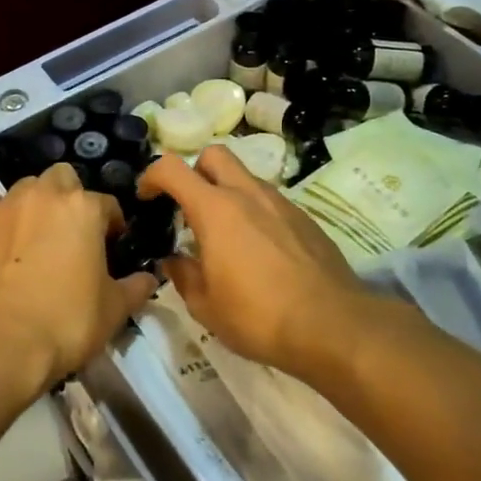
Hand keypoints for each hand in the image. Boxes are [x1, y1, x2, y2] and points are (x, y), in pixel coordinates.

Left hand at [0, 163, 158, 398]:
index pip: (107, 204)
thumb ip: (135, 287)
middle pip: (61, 178)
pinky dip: (7, 233)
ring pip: (25, 193)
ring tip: (39, 243)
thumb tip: (149, 279)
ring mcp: (3, 210)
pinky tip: (10, 264)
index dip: (112, 224)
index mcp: (82, 207)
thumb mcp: (114, 309)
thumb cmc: (68, 321)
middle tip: (73, 231)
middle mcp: (41, 197)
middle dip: (69, 197)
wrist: (2, 343)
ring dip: (36, 208)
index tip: (112, 245)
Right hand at [139, 145, 369, 374]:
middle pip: (214, 154)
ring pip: (245, 177)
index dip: (152, 176)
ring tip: (225, 235)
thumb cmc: (258, 316)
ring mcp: (281, 203)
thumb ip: (183, 275)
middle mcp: (247, 194)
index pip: (172, 168)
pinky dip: (255, 212)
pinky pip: (270, 201)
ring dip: (227, 192)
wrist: (333, 326)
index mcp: (215, 209)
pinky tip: (259, 250)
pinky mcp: (305, 218)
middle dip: (195, 171)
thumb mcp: (205, 305)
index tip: (147, 198)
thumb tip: (174, 260)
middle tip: (189, 206)